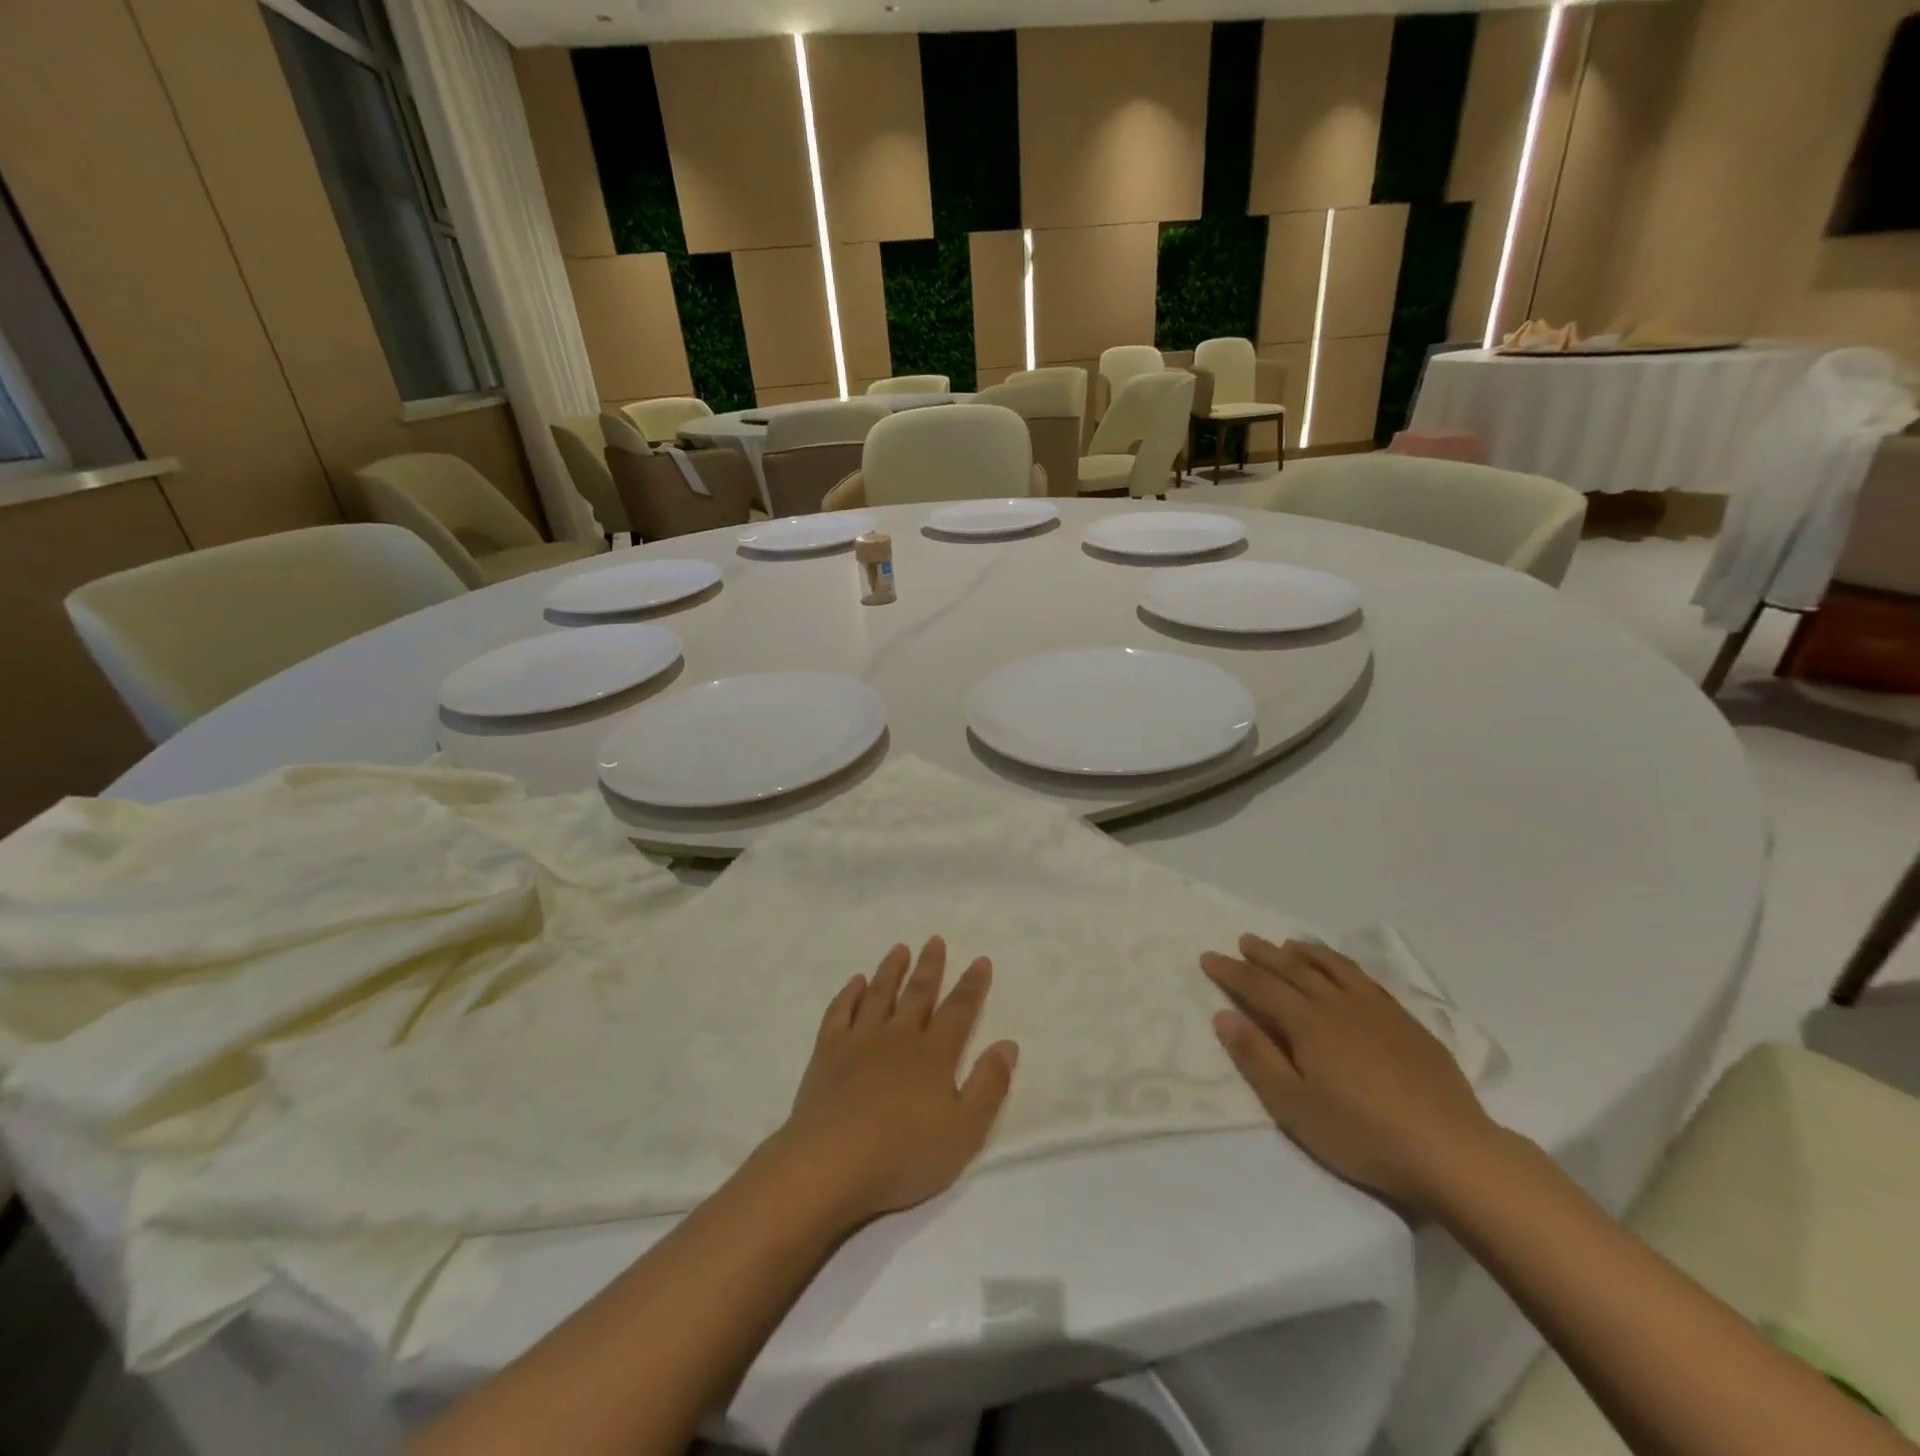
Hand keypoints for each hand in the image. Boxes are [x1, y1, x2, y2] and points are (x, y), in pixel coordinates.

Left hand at [775, 938, 1017, 1227]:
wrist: (831, 1164)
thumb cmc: (904, 1155)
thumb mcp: (965, 1131)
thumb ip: (989, 1085)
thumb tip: (1008, 1044)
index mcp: (934, 1055)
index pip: (959, 1011)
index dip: (972, 985)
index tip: (980, 960)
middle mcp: (899, 1037)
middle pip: (918, 993)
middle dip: (930, 966)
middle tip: (935, 940)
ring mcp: (860, 1041)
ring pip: (879, 994)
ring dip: (891, 970)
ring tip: (900, 949)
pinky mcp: (827, 1052)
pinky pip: (840, 1012)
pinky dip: (849, 994)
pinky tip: (855, 982)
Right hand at [1202, 935, 1499, 1212]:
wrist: (1451, 1151)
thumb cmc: (1362, 1134)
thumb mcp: (1294, 1106)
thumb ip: (1256, 1057)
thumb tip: (1223, 1015)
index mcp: (1307, 1024)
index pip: (1260, 987)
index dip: (1232, 972)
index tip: (1209, 958)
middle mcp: (1338, 1005)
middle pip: (1294, 970)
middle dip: (1265, 955)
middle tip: (1244, 941)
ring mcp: (1377, 1011)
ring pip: (1333, 968)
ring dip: (1306, 953)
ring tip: (1289, 945)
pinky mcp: (1408, 1024)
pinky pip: (1367, 980)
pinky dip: (1344, 966)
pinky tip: (1342, 971)